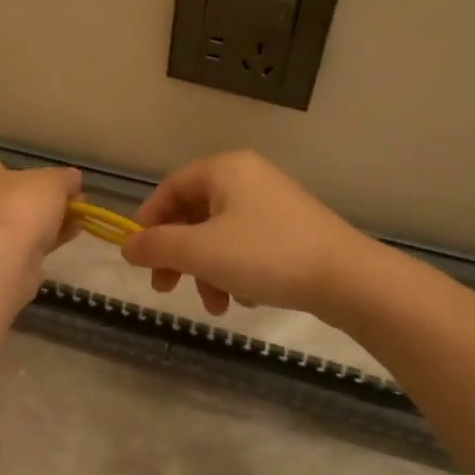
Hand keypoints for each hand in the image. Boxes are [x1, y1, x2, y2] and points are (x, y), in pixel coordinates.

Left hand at [0, 152, 80, 282]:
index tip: (6, 162)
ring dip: (47, 216)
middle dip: (35, 192)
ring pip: (18, 217)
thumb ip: (64, 178)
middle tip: (66, 192)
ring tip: (79, 214)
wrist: (4, 261)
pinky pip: (27, 240)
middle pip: (4, 191)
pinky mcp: (0, 256)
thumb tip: (72, 178)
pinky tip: (74, 232)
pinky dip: (49, 236)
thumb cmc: (18, 205)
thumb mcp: (52, 182)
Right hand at [121, 150, 368, 318]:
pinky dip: (234, 271)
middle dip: (178, 255)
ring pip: (219, 235)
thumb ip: (157, 246)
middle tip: (166, 288)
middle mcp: (247, 177)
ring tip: (214, 305)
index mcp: (224, 169)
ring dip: (206, 270)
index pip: (170, 188)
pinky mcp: (291, 228)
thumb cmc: (266, 255)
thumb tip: (127, 246)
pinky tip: (243, 300)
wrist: (348, 279)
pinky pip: (246, 244)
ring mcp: (272, 202)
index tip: (140, 257)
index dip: (149, 221)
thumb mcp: (201, 251)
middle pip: (194, 214)